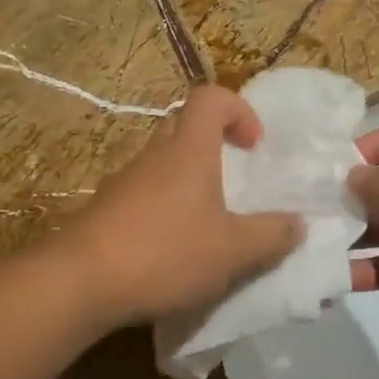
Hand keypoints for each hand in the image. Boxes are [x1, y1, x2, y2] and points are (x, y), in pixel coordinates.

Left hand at [56, 87, 302, 330]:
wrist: (80, 282)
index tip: (253, 146)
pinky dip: (163, 209)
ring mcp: (124, 182)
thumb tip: (299, 223)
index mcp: (189, 151)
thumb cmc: (165, 252)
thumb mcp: (232, 251)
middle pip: (184, 126)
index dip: (237, 109)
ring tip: (206, 224)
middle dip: (213, 144)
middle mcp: (154, 156)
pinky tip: (171, 250)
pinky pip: (142, 194)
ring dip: (187, 181)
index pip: (210, 97)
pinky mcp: (105, 210)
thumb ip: (271, 236)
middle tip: (233, 181)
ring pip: (161, 163)